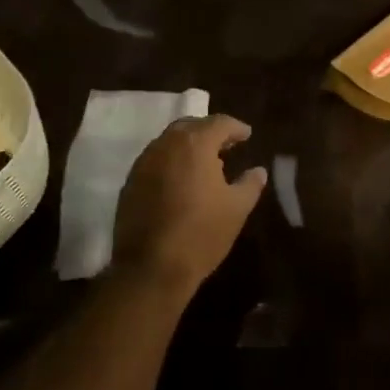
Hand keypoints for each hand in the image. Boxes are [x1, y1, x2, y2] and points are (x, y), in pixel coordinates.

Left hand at [112, 115, 266, 300]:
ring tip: (204, 164)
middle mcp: (166, 145)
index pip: (219, 123)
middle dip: (209, 132)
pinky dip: (171, 162)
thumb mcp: (237, 209)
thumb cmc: (201, 234)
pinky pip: (154, 161)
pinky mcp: (130, 182)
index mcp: (194, 144)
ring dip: (188, 146)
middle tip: (226, 146)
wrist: (151, 267)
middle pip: (190, 126)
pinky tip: (181, 181)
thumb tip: (259, 171)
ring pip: (169, 142)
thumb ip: (250, 184)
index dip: (236, 127)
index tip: (247, 135)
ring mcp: (144, 163)